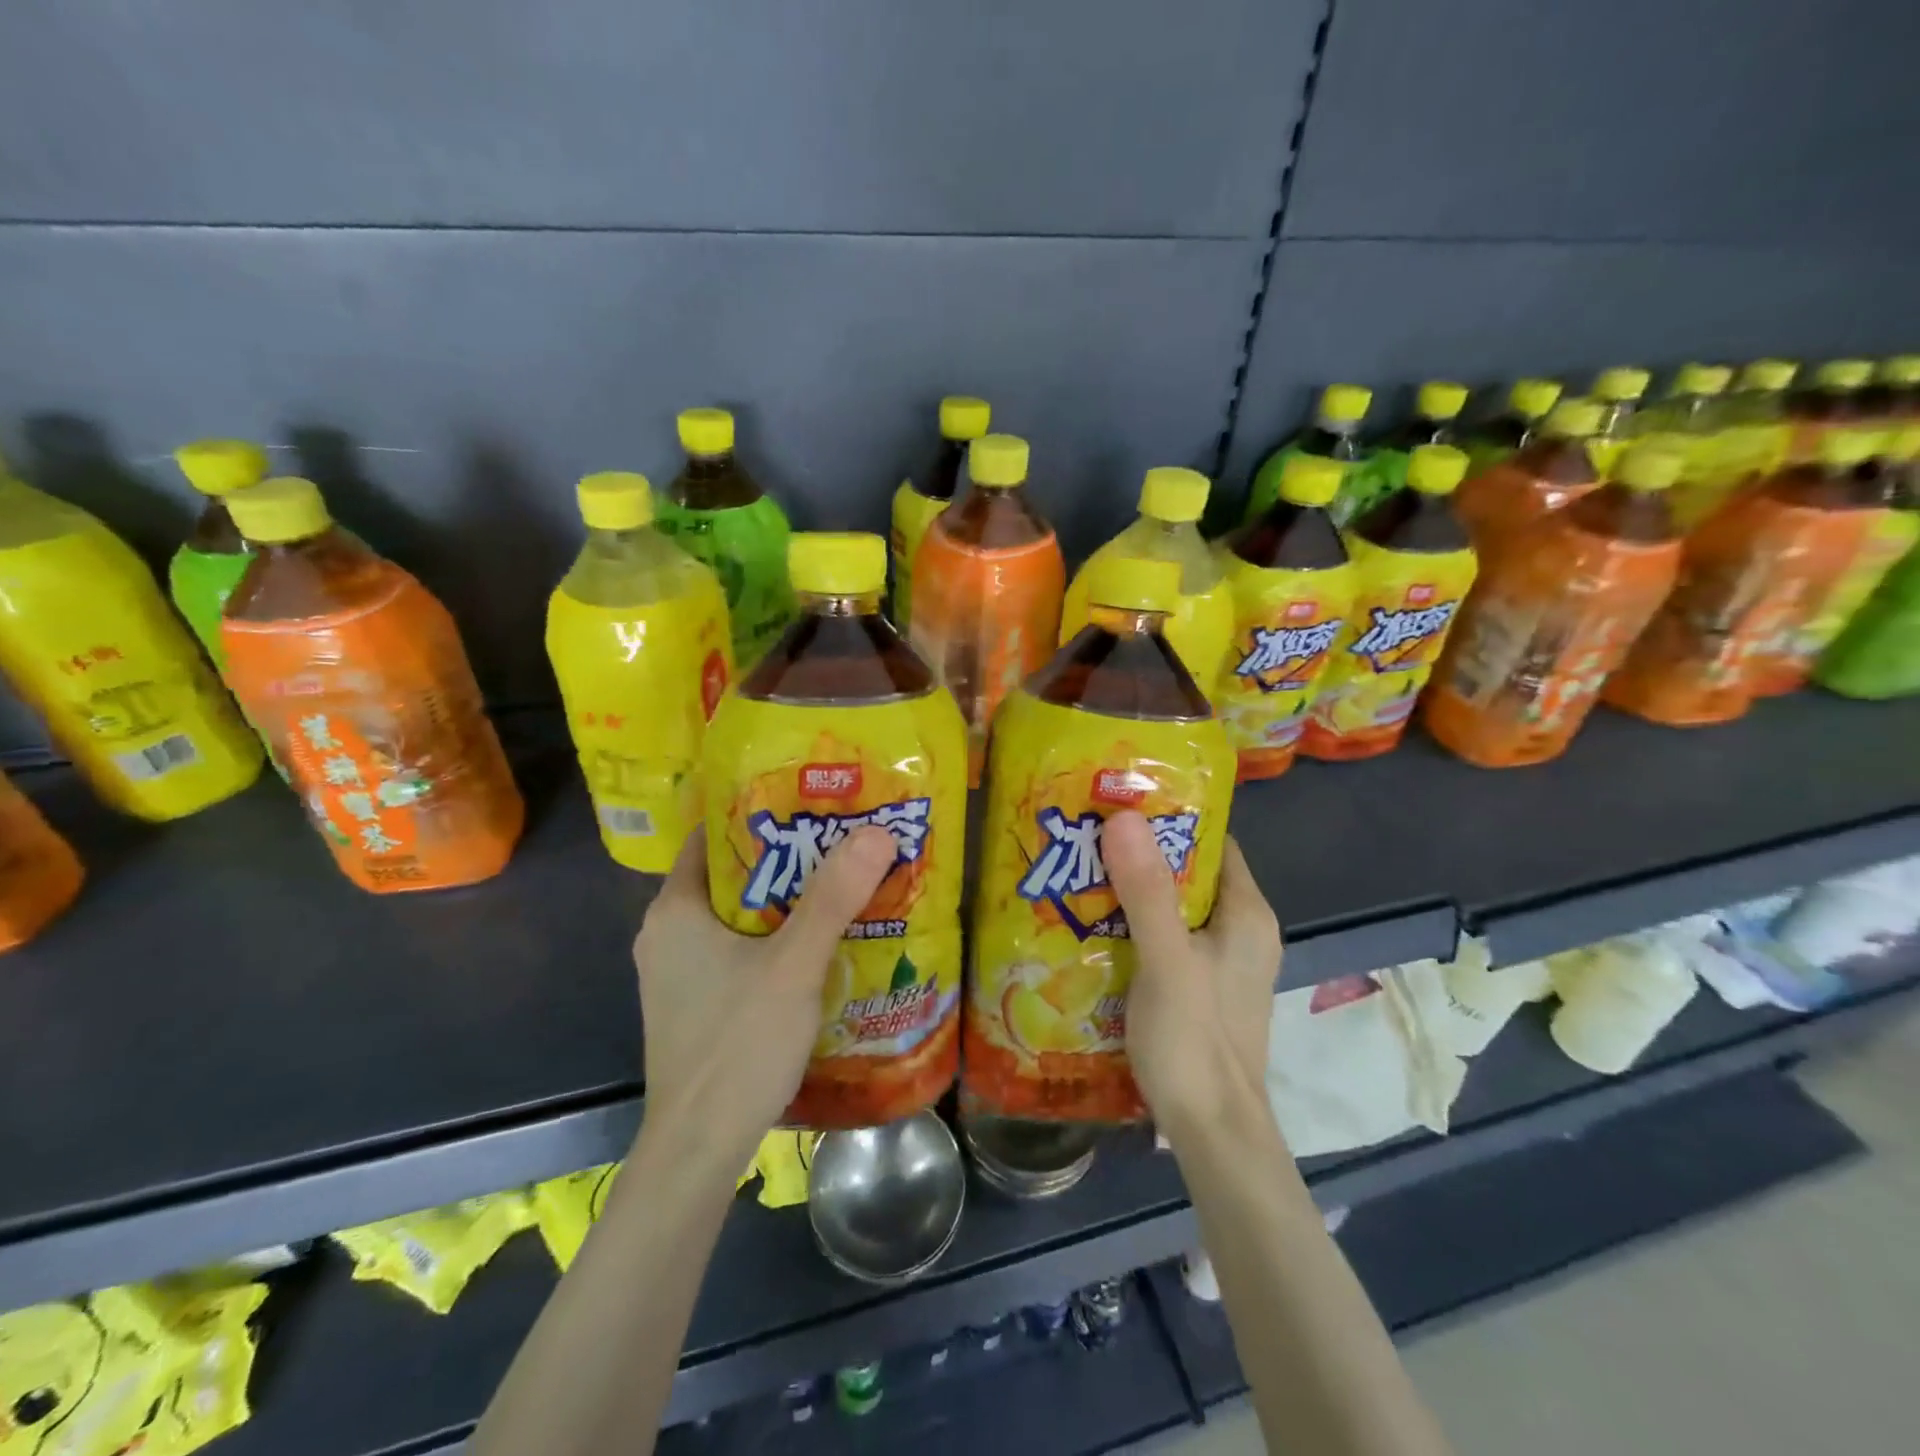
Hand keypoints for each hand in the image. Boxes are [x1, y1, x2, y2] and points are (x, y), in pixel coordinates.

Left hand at [632, 826, 896, 1165]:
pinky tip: (817, 943)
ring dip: (785, 900)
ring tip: (840, 884)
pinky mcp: (695, 1003)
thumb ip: (833, 898)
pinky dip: (774, 937)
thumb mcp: (793, 965)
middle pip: (733, 874)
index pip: (715, 835)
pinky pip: (737, 949)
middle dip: (787, 857)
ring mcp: (678, 972)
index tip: (814, 802)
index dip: (762, 812)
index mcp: (676, 909)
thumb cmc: (737, 1045)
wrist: (699, 1150)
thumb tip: (876, 831)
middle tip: (841, 841)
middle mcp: (668, 933)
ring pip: (738, 915)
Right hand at [1103, 812, 1281, 1135]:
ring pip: (1173, 909)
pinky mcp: (1200, 990)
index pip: (1212, 842)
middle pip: (1188, 874)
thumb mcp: (1167, 960)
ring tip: (1079, 874)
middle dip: (1139, 855)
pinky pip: (1165, 941)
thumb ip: (1147, 891)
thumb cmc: (1195, 1041)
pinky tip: (1093, 928)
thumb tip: (1124, 816)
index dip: (1169, 818)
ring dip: (1131, 893)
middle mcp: (1241, 932)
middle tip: (1085, 838)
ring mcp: (1221, 964)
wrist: (1213, 1135)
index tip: (1118, 803)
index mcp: (1247, 914)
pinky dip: (1133, 928)